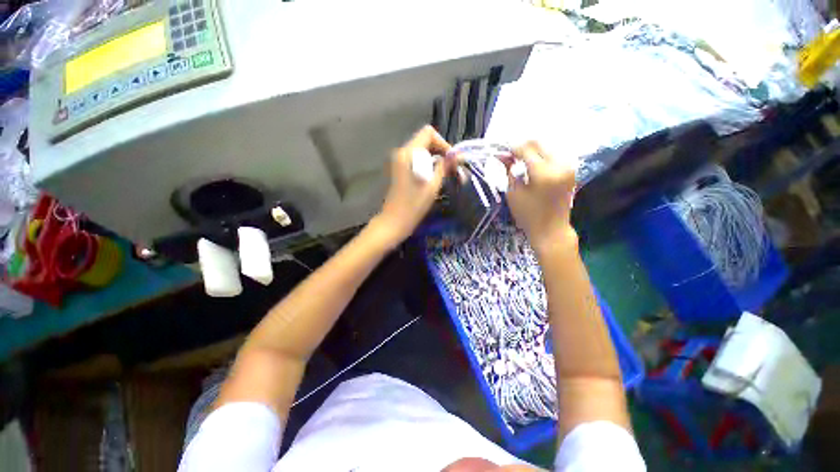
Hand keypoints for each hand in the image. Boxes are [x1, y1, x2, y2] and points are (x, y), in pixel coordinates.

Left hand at [372, 126, 452, 245]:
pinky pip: (417, 161)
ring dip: (437, 161)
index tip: (452, 161)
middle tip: (455, 171)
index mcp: (408, 153)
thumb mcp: (433, 185)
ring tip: (450, 177)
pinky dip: (429, 166)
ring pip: (423, 153)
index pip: (429, 133)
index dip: (443, 143)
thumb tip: (458, 154)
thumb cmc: (414, 205)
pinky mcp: (400, 170)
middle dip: (443, 153)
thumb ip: (445, 166)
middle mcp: (402, 152)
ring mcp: (400, 162)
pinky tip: (437, 179)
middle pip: (426, 142)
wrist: (394, 222)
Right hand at [505, 141, 577, 254]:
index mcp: (543, 172)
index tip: (502, 153)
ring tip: (520, 161)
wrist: (551, 229)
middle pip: (539, 144)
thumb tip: (502, 156)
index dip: (512, 149)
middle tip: (510, 156)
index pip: (527, 149)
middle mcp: (560, 165)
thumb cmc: (528, 215)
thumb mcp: (514, 193)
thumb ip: (509, 171)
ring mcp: (568, 167)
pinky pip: (554, 155)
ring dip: (533, 151)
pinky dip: (542, 157)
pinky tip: (533, 165)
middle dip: (523, 147)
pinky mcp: (571, 171)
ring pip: (548, 147)